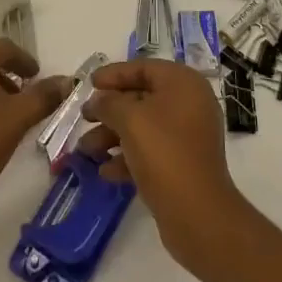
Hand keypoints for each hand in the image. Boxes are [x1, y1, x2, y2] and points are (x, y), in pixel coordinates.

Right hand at [77, 58, 245, 268]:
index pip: (143, 68)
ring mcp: (188, 136)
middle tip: (84, 118)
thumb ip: (109, 103)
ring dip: (113, 136)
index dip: (114, 74)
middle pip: (142, 98)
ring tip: (86, 150)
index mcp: (183, 83)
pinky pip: (151, 151)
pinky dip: (128, 157)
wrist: (197, 214)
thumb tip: (98, 100)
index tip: (89, 83)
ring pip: (143, 127)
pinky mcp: (183, 165)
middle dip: (109, 111)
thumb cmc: (163, 152)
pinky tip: (105, 172)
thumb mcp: (130, 119)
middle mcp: (189, 104)